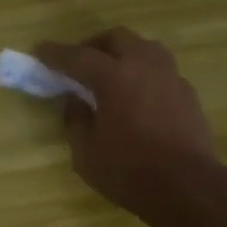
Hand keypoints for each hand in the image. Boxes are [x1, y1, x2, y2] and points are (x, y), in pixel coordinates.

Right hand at [34, 28, 217, 218]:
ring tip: (111, 74)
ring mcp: (171, 78)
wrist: (187, 187)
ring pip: (145, 48)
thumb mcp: (87, 154)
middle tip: (79, 63)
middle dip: (94, 45)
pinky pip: (161, 71)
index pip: (78, 57)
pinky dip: (143, 74)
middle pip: (117, 38)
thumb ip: (77, 122)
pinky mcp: (188, 94)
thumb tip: (75, 102)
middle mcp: (145, 67)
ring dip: (123, 54)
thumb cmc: (129, 172)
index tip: (39, 49)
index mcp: (115, 78)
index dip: (55, 53)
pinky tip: (136, 97)